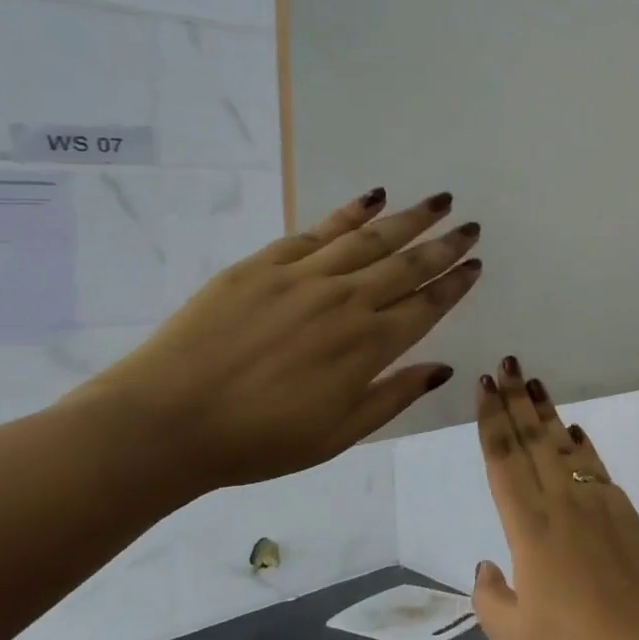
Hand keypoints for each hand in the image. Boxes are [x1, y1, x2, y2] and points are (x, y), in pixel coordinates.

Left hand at [71, 188, 481, 499]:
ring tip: (440, 201)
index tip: (476, 264)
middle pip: (409, 264)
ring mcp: (304, 279)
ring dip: (411, 218)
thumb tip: (444, 367)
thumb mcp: (340, 434)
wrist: (162, 424)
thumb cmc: (258, 441)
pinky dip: (350, 213)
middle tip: (472, 225)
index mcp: (369, 346)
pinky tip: (373, 198)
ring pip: (371, 239)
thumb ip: (395, 395)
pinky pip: (318, 232)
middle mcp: (347, 302)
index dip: (456, 283)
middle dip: (446, 244)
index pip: (428, 304)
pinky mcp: (263, 266)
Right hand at [471, 362, 638, 639]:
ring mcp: (598, 501)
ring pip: (565, 445)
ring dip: (548, 412)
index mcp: (528, 526)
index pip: (503, 459)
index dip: (491, 419)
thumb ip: (490, 596)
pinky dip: (582, 445)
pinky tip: (575, 432)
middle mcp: (562, 502)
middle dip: (516, 399)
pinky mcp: (626, 510)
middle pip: (533, 440)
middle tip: (506, 363)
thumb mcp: (510, 634)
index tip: (483, 386)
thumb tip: (489, 564)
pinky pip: (596, 466)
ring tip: (535, 382)